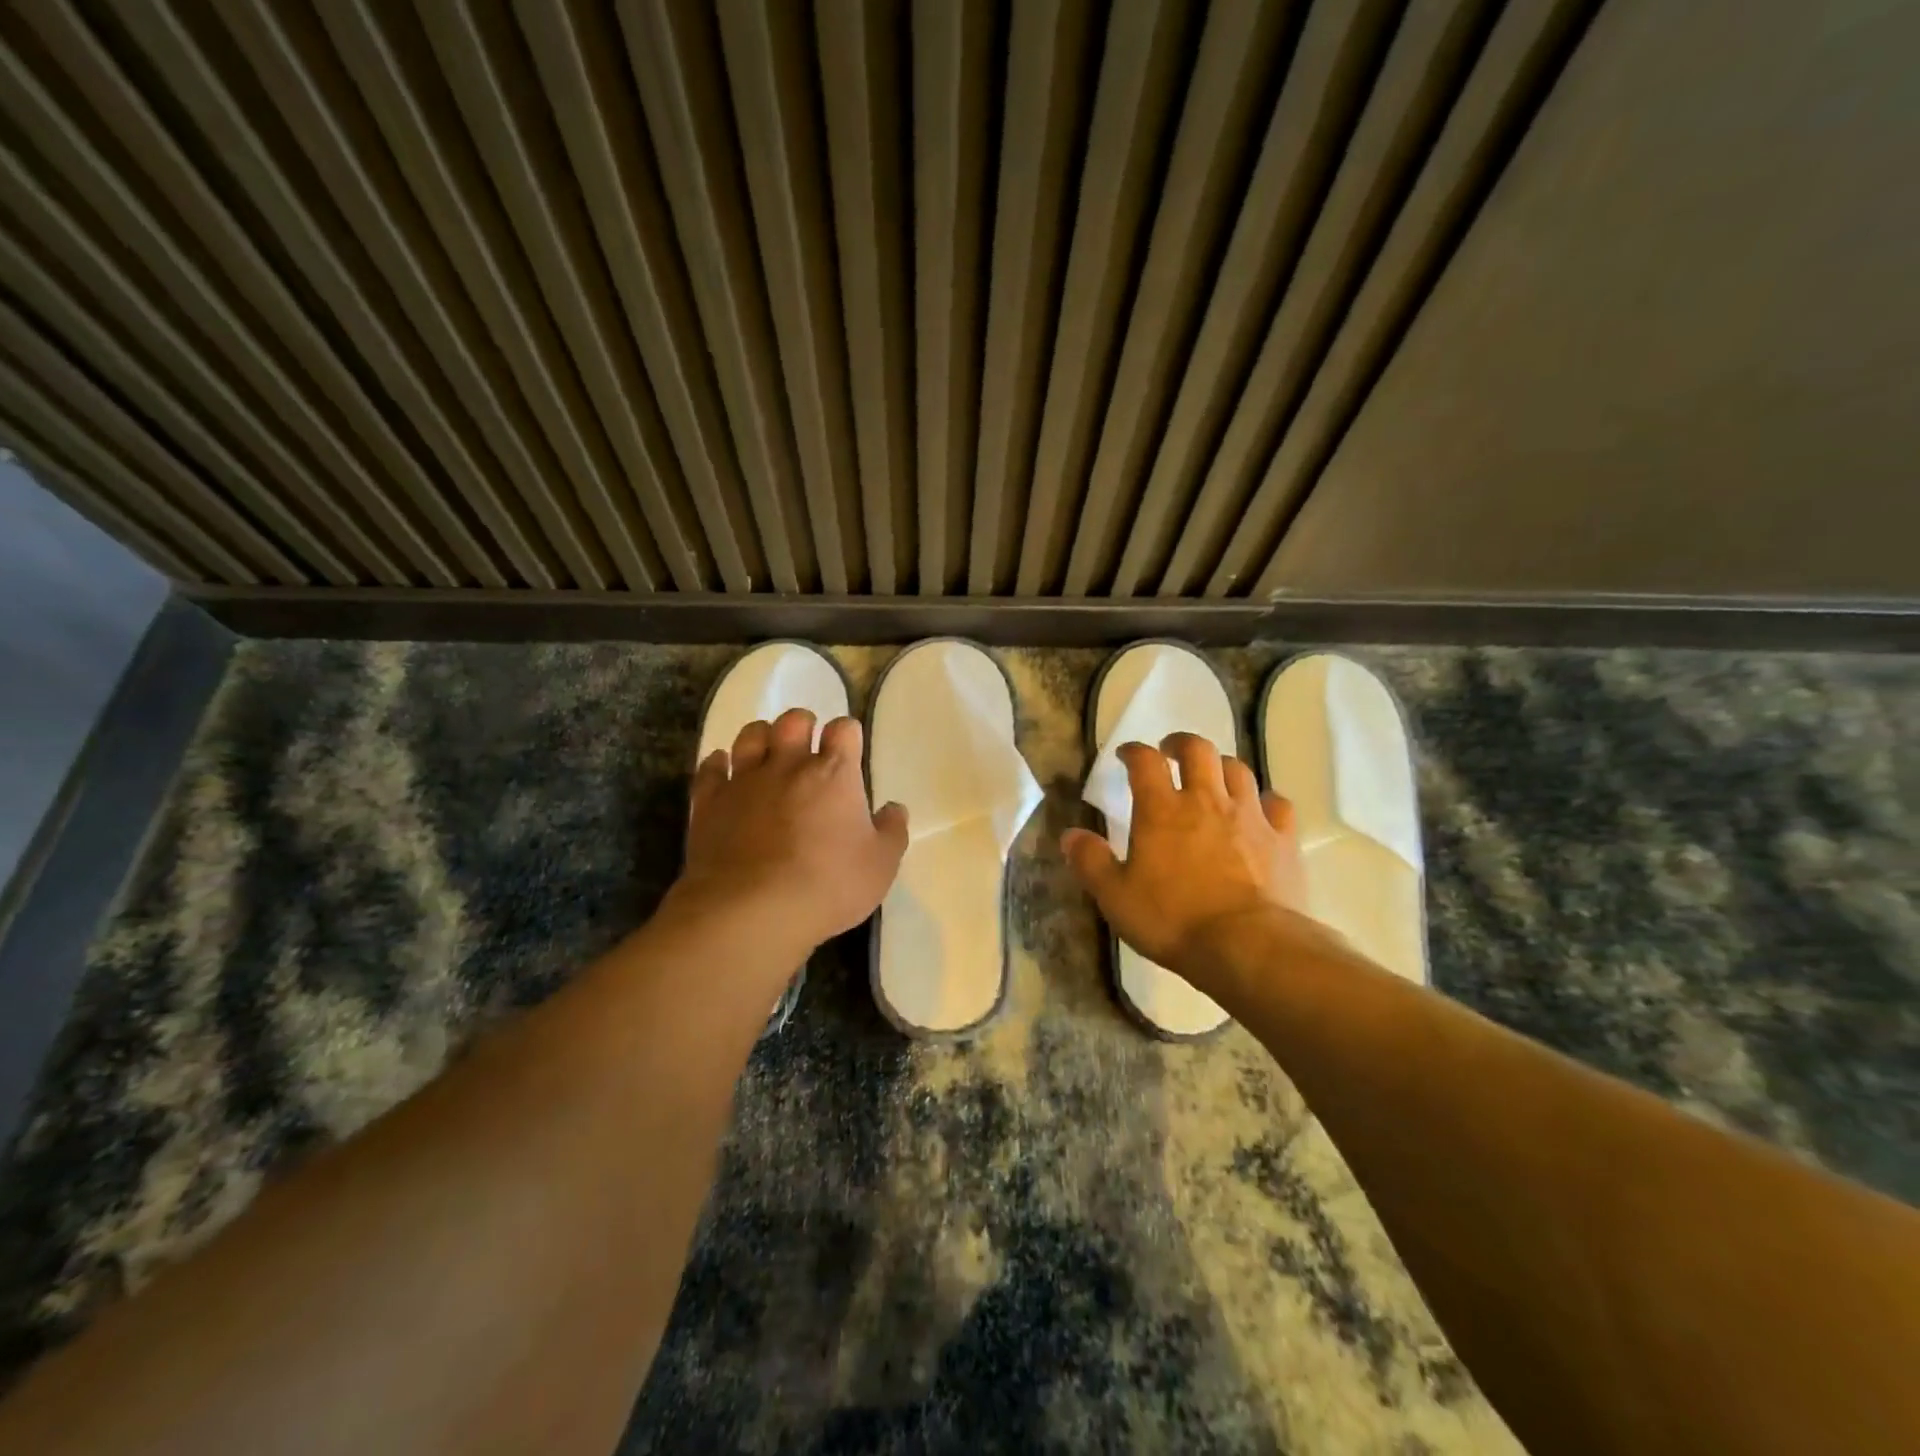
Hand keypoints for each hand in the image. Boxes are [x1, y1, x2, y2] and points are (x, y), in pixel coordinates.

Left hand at [674, 708, 908, 953]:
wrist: (751, 910)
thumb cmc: (828, 885)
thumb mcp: (880, 866)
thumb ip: (892, 832)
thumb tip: (894, 809)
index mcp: (834, 773)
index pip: (844, 730)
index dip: (847, 734)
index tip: (849, 749)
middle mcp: (788, 765)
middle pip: (793, 721)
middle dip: (803, 725)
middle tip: (807, 744)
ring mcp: (744, 781)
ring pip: (750, 735)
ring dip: (761, 737)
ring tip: (767, 752)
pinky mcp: (709, 802)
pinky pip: (710, 768)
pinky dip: (717, 763)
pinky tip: (722, 767)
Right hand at [1062, 734, 1322, 979]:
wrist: (1249, 946)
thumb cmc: (1173, 920)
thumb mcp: (1115, 897)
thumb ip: (1090, 862)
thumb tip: (1070, 835)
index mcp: (1161, 810)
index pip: (1145, 762)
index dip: (1134, 751)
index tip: (1127, 755)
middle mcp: (1206, 801)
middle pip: (1198, 751)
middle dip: (1182, 744)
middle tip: (1172, 752)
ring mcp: (1249, 816)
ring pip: (1238, 770)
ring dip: (1221, 767)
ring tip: (1213, 777)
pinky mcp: (1283, 839)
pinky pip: (1277, 804)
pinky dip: (1264, 801)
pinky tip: (1260, 811)